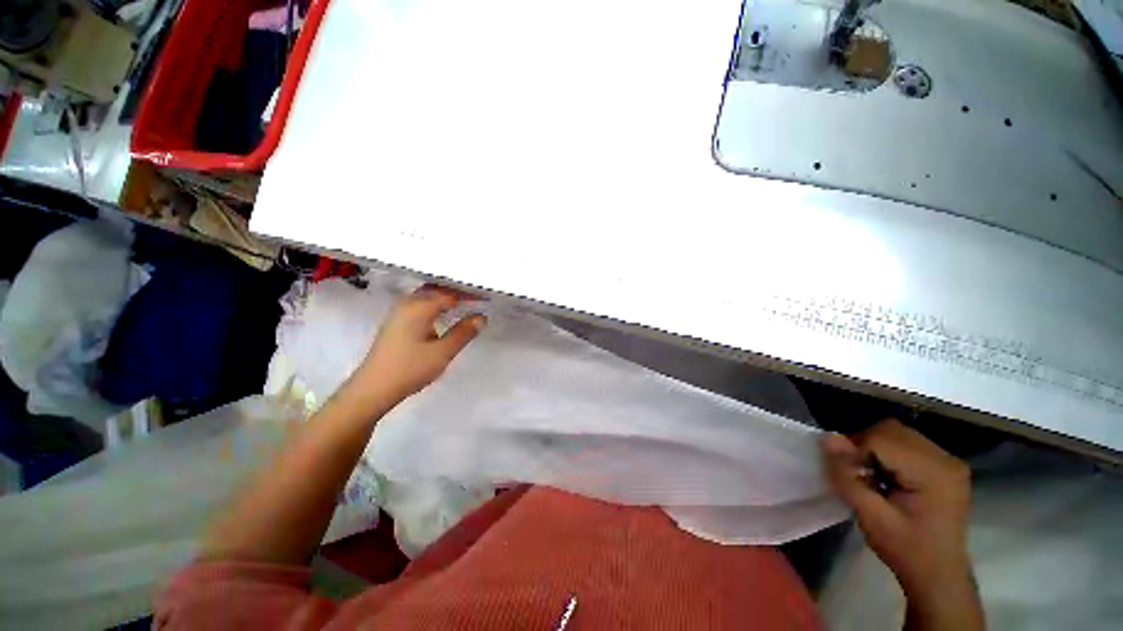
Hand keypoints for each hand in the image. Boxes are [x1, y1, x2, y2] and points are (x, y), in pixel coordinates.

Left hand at [352, 285, 484, 403]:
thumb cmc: (409, 369)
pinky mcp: (396, 322)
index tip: (486, 297)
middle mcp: (407, 304)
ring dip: (446, 297)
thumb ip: (464, 332)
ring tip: (466, 303)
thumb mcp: (443, 352)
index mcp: (419, 307)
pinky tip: (444, 314)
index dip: (469, 294)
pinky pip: (420, 304)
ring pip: (427, 296)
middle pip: (436, 289)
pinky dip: (436, 304)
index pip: (450, 293)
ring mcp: (399, 312)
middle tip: (478, 297)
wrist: (373, 388)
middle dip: (458, 292)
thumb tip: (481, 317)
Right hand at [822, 420, 983, 629]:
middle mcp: (945, 458)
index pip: (880, 438)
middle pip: (890, 430)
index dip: (855, 452)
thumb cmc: (906, 550)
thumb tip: (826, 438)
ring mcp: (948, 460)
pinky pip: (906, 443)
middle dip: (864, 446)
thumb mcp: (871, 517)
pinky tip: (888, 477)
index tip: (850, 477)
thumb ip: (847, 476)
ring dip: (875, 448)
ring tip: (872, 477)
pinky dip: (888, 453)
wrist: (939, 575)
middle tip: (858, 475)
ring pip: (896, 433)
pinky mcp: (944, 465)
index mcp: (933, 471)